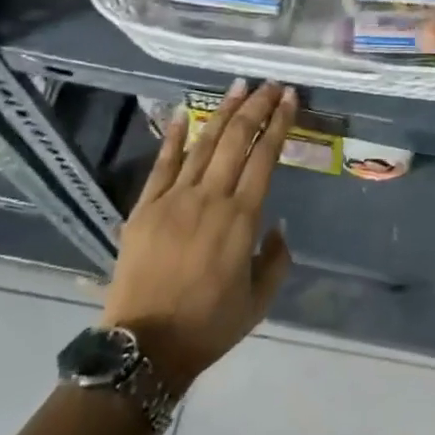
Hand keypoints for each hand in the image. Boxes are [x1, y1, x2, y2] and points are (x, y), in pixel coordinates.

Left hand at [101, 80, 295, 392]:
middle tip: (271, 85)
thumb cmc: (208, 326)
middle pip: (237, 139)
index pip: (265, 157)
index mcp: (241, 218)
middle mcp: (210, 198)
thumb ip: (276, 259)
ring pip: (204, 144)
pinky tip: (185, 113)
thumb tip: (276, 225)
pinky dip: (175, 137)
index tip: (290, 99)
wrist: (145, 349)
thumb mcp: (259, 301)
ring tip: (239, 87)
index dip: (280, 124)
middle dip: (257, 107)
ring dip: (224, 112)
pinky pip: (162, 164)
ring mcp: (174, 199)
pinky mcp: (145, 208)